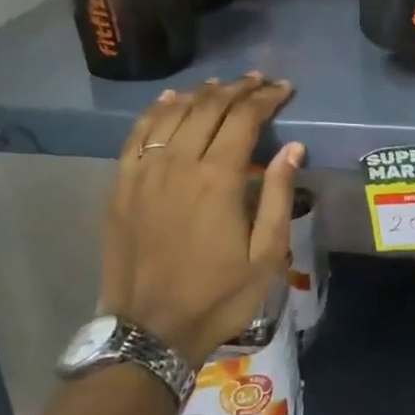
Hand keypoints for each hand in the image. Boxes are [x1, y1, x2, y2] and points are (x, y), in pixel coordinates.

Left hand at [101, 74, 303, 368]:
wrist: (148, 333)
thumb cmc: (217, 296)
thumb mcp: (266, 256)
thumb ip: (277, 196)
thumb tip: (293, 148)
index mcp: (217, 179)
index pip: (244, 119)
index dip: (266, 98)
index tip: (284, 89)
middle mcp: (178, 164)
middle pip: (209, 108)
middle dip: (238, 89)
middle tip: (259, 82)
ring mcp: (144, 173)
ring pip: (173, 114)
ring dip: (201, 94)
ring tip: (222, 86)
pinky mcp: (121, 186)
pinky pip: (138, 134)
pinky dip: (157, 111)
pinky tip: (171, 100)